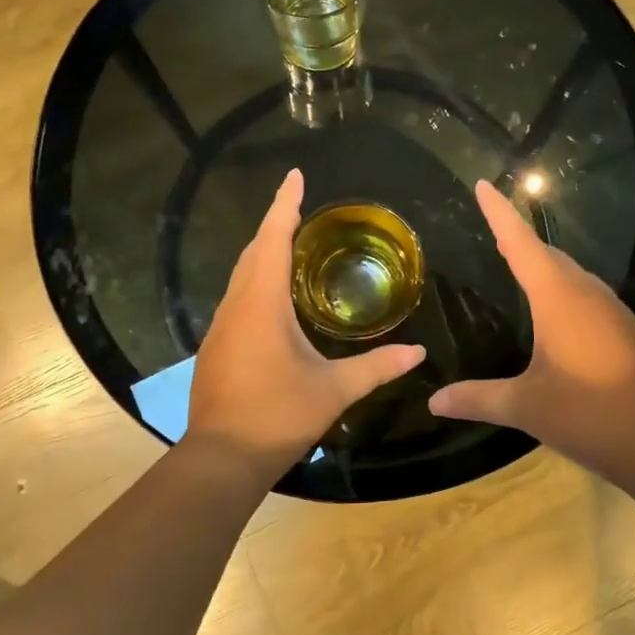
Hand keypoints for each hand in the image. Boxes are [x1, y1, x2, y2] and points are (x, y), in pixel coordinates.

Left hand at [188, 170, 424, 473]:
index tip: (294, 176)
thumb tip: (419, 352)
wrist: (222, 458)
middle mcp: (236, 305)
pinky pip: (237, 298)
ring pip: (241, 275)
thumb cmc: (279, 415)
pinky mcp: (215, 347)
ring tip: (292, 246)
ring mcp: (220, 327)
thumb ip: (377, 367)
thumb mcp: (334, 390)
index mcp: (262, 303)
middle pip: (254, 251)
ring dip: (264, 253)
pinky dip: (256, 281)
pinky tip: (273, 298)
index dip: (284, 204)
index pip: (273, 238)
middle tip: (301, 210)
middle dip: (275, 225)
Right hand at [429, 180, 634, 478]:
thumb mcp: (527, 407)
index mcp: (558, 297)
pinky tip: (555, 313)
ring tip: (518, 264)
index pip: (520, 243)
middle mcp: (586, 294)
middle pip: (547, 254)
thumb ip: (479, 399)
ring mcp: (611, 312)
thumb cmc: (591, 413)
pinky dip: (562, 290)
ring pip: (571, 274)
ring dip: (544, 264)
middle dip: (519, 238)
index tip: (484, 184)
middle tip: (493, 228)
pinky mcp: (625, 332)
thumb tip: (434, 401)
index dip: (500, 213)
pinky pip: (585, 296)